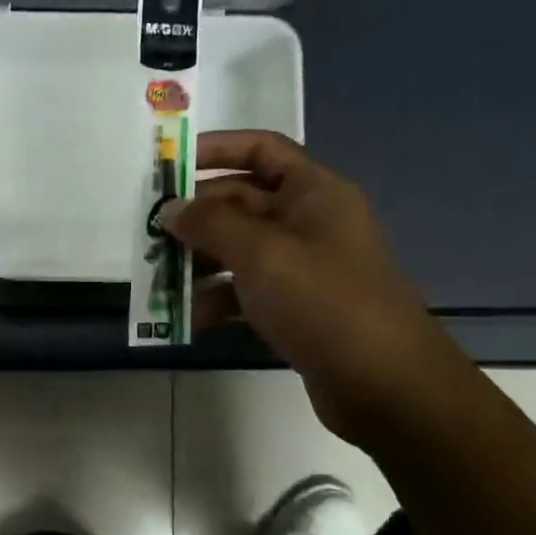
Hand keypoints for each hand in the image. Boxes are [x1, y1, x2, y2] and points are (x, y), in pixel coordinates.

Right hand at [162, 130, 471, 444]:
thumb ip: (209, 224)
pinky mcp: (298, 308)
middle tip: (150, 232)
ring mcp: (305, 267)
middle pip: (243, 202)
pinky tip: (192, 319)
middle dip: (197, 217)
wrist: (385, 385)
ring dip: (201, 262)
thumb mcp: (260, 253)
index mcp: (314, 193)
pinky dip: (220, 299)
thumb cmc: (323, 301)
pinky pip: (248, 290)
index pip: (262, 150)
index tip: (170, 165)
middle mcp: (310, 222)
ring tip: (162, 280)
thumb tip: (171, 208)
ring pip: (241, 250)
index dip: (217, 149)